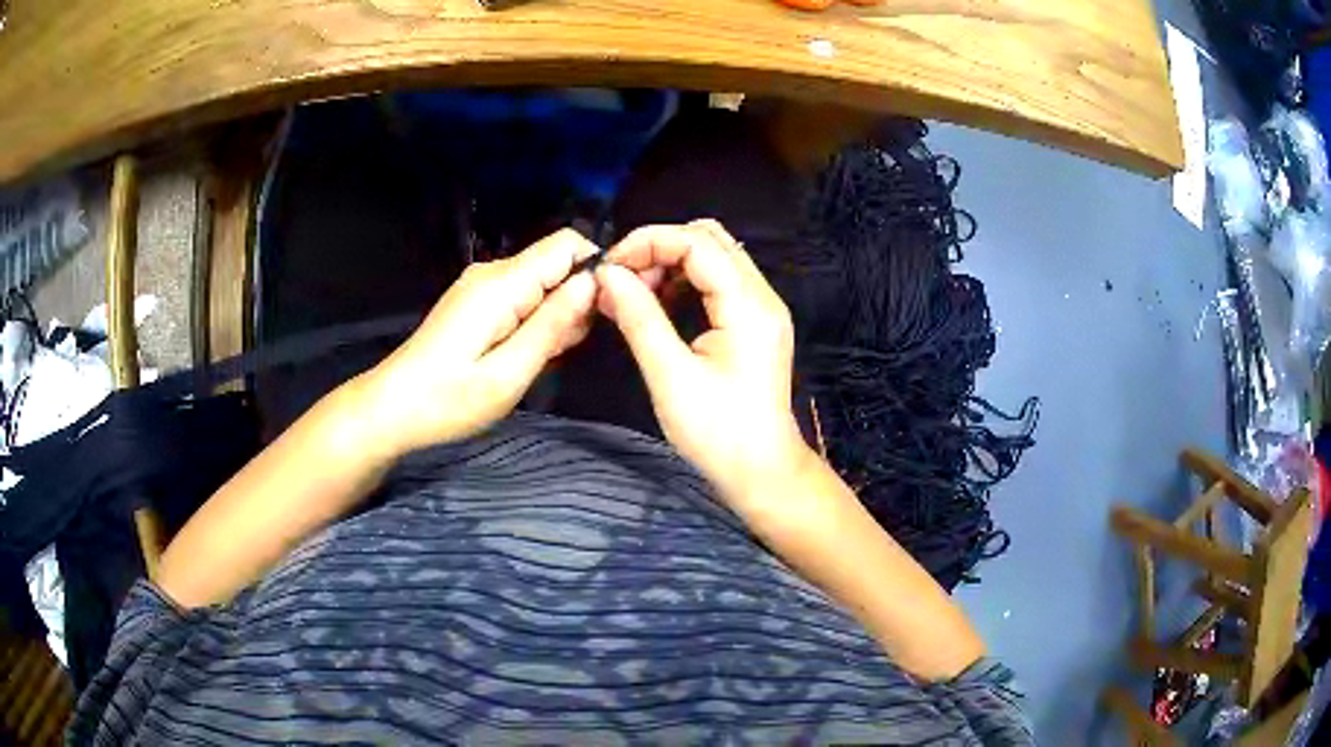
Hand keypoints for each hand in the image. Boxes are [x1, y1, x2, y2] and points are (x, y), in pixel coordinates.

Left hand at [361, 228, 598, 456]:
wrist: (391, 409)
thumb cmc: (447, 401)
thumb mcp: (508, 374)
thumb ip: (552, 326)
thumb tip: (594, 283)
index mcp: (501, 284)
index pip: (567, 244)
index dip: (594, 270)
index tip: (602, 314)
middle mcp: (492, 273)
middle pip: (556, 263)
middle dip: (576, 300)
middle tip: (564, 350)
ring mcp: (481, 286)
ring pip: (542, 283)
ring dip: (556, 316)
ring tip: (541, 359)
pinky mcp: (476, 302)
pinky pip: (522, 297)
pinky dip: (535, 322)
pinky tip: (524, 356)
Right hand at [596, 220, 814, 507]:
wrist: (762, 471)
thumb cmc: (717, 432)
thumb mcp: (670, 376)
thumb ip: (639, 317)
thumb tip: (607, 274)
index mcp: (748, 306)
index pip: (697, 243)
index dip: (649, 243)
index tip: (609, 268)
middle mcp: (762, 296)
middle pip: (710, 239)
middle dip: (659, 248)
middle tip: (622, 280)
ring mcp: (762, 308)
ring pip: (714, 257)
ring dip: (671, 263)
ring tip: (634, 294)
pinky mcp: (755, 323)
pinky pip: (718, 282)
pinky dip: (685, 281)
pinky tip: (657, 305)